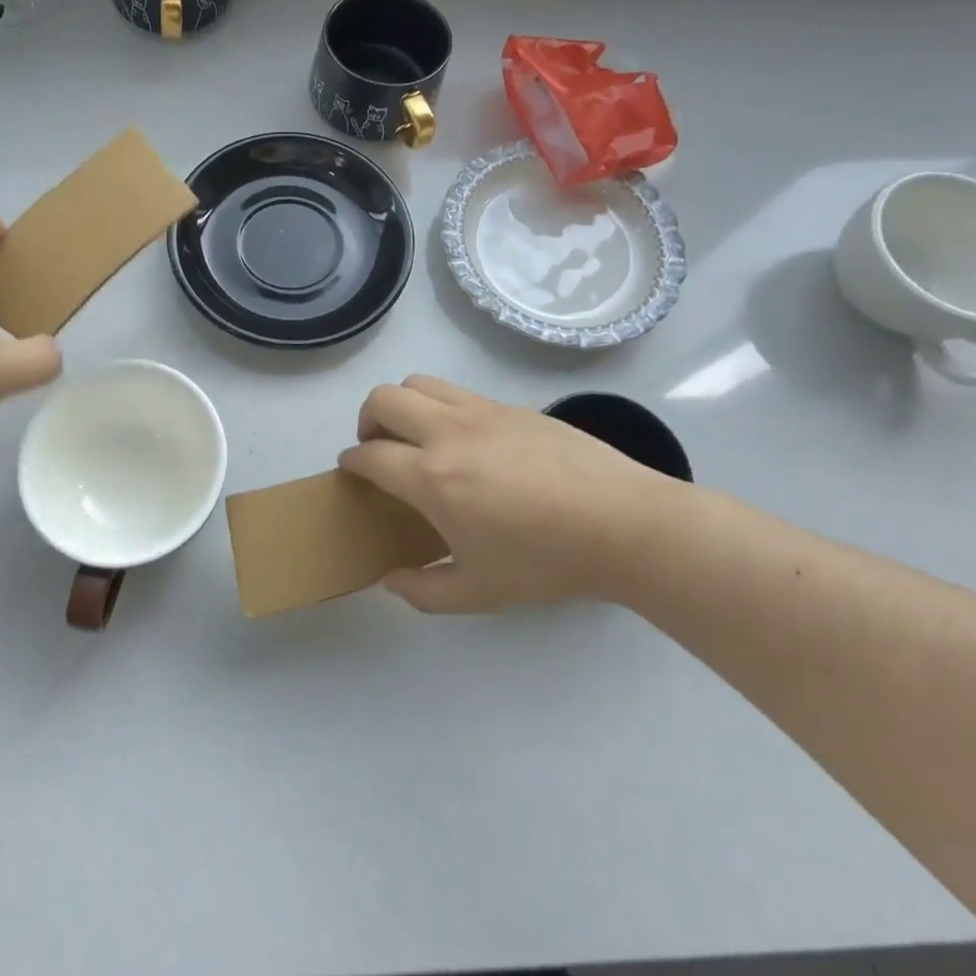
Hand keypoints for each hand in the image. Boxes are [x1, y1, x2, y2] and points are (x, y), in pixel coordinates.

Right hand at [338, 375, 692, 612]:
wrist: (624, 524)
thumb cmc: (547, 562)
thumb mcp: (480, 592)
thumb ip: (424, 591)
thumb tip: (391, 581)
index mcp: (432, 478)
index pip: (370, 456)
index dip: (351, 462)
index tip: (351, 471)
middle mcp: (447, 434)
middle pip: (383, 400)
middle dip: (367, 420)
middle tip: (379, 448)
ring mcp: (481, 412)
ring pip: (418, 383)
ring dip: (401, 403)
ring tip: (415, 434)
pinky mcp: (511, 406)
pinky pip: (458, 392)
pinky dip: (440, 406)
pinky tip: (464, 439)